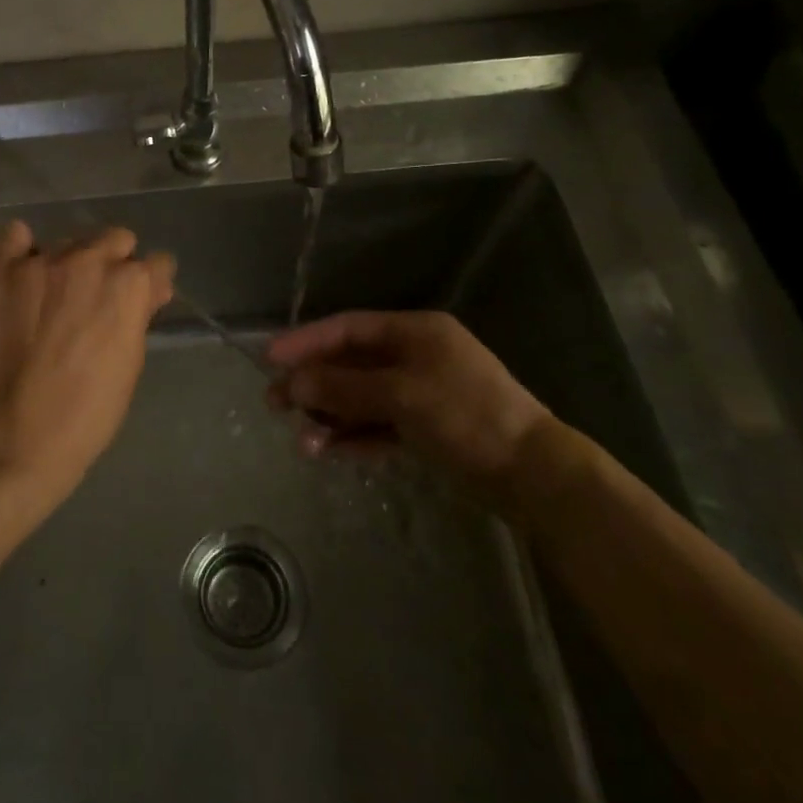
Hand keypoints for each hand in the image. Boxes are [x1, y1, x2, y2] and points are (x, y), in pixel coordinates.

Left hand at [0, 219, 175, 508]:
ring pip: (69, 241)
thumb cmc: (91, 407)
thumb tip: (151, 287)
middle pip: (115, 239)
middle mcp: (89, 260)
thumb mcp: (131, 359)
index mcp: (129, 284)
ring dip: (72, 262)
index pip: (156, 262)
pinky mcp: (3, 271)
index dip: (151, 283)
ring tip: (56, 297)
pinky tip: (25, 269)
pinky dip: (23, 248)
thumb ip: (140, 312)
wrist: (23, 431)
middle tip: (99, 297)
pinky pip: (14, 236)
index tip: (143, 298)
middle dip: (115, 263)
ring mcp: (42, 262)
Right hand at [265, 310, 555, 494]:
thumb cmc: (466, 416)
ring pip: (360, 398)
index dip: (307, 341)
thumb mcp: (400, 395)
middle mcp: (414, 356)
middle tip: (275, 404)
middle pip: (350, 364)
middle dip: (313, 384)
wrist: (532, 474)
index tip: (270, 358)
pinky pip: (377, 424)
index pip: (348, 328)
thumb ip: (343, 387)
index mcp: (414, 332)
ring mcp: (419, 392)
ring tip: (303, 444)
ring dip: (330, 417)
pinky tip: (330, 451)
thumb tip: (293, 381)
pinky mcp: (424, 427)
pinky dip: (354, 436)